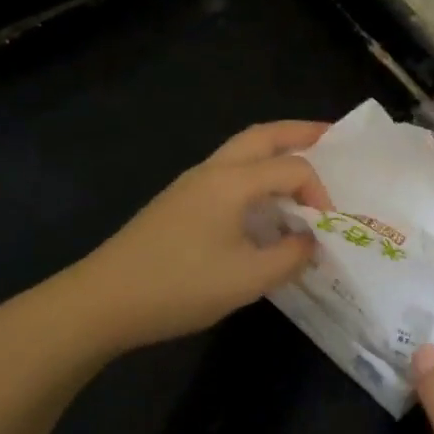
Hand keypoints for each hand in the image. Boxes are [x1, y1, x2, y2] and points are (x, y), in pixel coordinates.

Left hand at [75, 120, 332, 352]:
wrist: (103, 301)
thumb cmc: (179, 286)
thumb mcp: (247, 279)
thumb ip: (290, 256)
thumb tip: (310, 241)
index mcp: (232, 181)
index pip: (292, 168)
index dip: (319, 192)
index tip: (327, 227)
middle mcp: (212, 171)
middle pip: (262, 135)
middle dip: (299, 132)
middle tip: (330, 136)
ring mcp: (190, 184)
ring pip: (241, 150)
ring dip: (274, 150)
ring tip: (302, 161)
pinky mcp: (178, 202)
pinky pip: (227, 172)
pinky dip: (255, 172)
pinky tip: (261, 201)